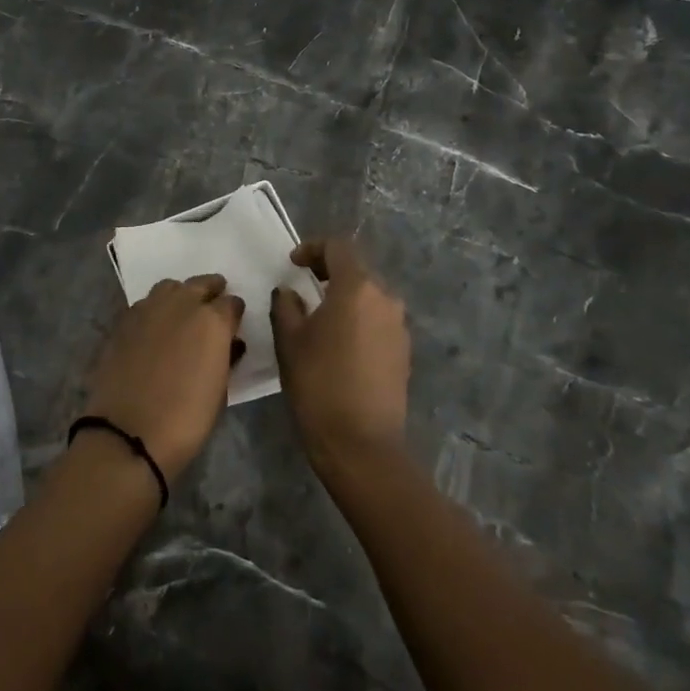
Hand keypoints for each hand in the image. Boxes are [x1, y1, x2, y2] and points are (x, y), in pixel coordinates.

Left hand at [85, 275, 245, 481]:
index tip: (235, 323)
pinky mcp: (123, 322)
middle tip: (213, 304)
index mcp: (212, 321)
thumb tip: (228, 343)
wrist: (130, 433)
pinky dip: (154, 310)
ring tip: (183, 311)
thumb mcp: (220, 389)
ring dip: (180, 295)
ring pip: (169, 288)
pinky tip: (155, 328)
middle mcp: (180, 305)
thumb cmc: (186, 419)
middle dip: (210, 291)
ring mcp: (148, 310)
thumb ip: (225, 356)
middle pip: (200, 284)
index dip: (234, 313)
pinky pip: (145, 304)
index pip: (231, 303)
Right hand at [270, 239, 410, 476]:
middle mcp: (385, 299)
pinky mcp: (403, 351)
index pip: (338, 247)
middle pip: (357, 270)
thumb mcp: (289, 340)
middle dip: (329, 272)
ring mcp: (399, 326)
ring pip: (369, 296)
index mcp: (357, 288)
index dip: (313, 248)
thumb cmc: (318, 383)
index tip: (293, 264)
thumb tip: (290, 291)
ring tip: (319, 316)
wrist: (361, 443)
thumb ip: (286, 305)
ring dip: (345, 297)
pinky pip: (378, 321)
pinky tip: (340, 343)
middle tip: (303, 285)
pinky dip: (358, 319)